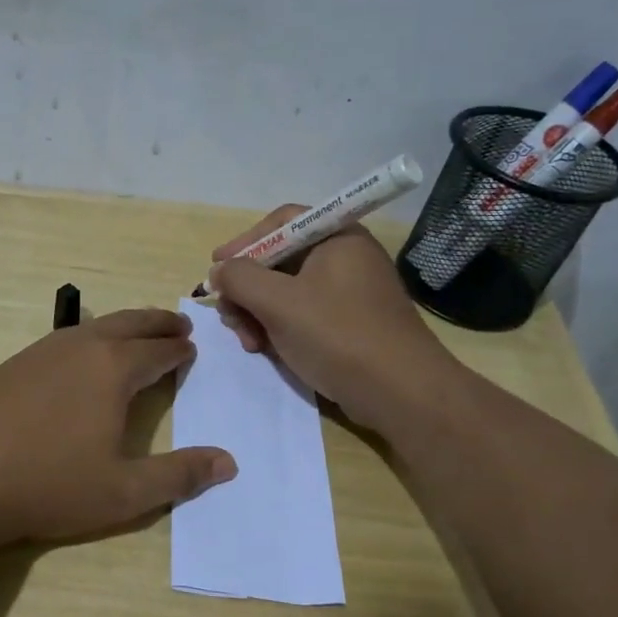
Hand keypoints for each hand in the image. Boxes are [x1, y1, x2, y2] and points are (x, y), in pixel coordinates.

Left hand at [0, 308, 236, 547]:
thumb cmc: (49, 484)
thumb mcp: (124, 492)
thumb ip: (179, 476)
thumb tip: (229, 462)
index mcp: (113, 369)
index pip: (158, 350)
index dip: (178, 349)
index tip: (191, 347)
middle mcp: (80, 347)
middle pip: (129, 324)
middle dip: (157, 323)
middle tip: (177, 325)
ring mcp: (41, 352)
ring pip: (94, 327)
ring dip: (123, 327)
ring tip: (135, 335)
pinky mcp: (12, 364)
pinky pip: (64, 339)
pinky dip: (88, 338)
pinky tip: (79, 356)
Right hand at [209, 207, 461, 431]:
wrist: (400, 394)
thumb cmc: (338, 336)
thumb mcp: (278, 303)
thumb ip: (240, 278)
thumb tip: (219, 270)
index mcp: (337, 238)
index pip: (281, 222)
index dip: (244, 242)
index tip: (217, 267)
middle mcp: (345, 258)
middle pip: (279, 259)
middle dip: (247, 288)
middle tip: (229, 315)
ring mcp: (349, 293)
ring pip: (287, 291)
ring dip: (258, 313)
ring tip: (249, 342)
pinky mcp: (349, 324)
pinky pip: (303, 314)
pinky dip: (279, 327)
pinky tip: (267, 350)